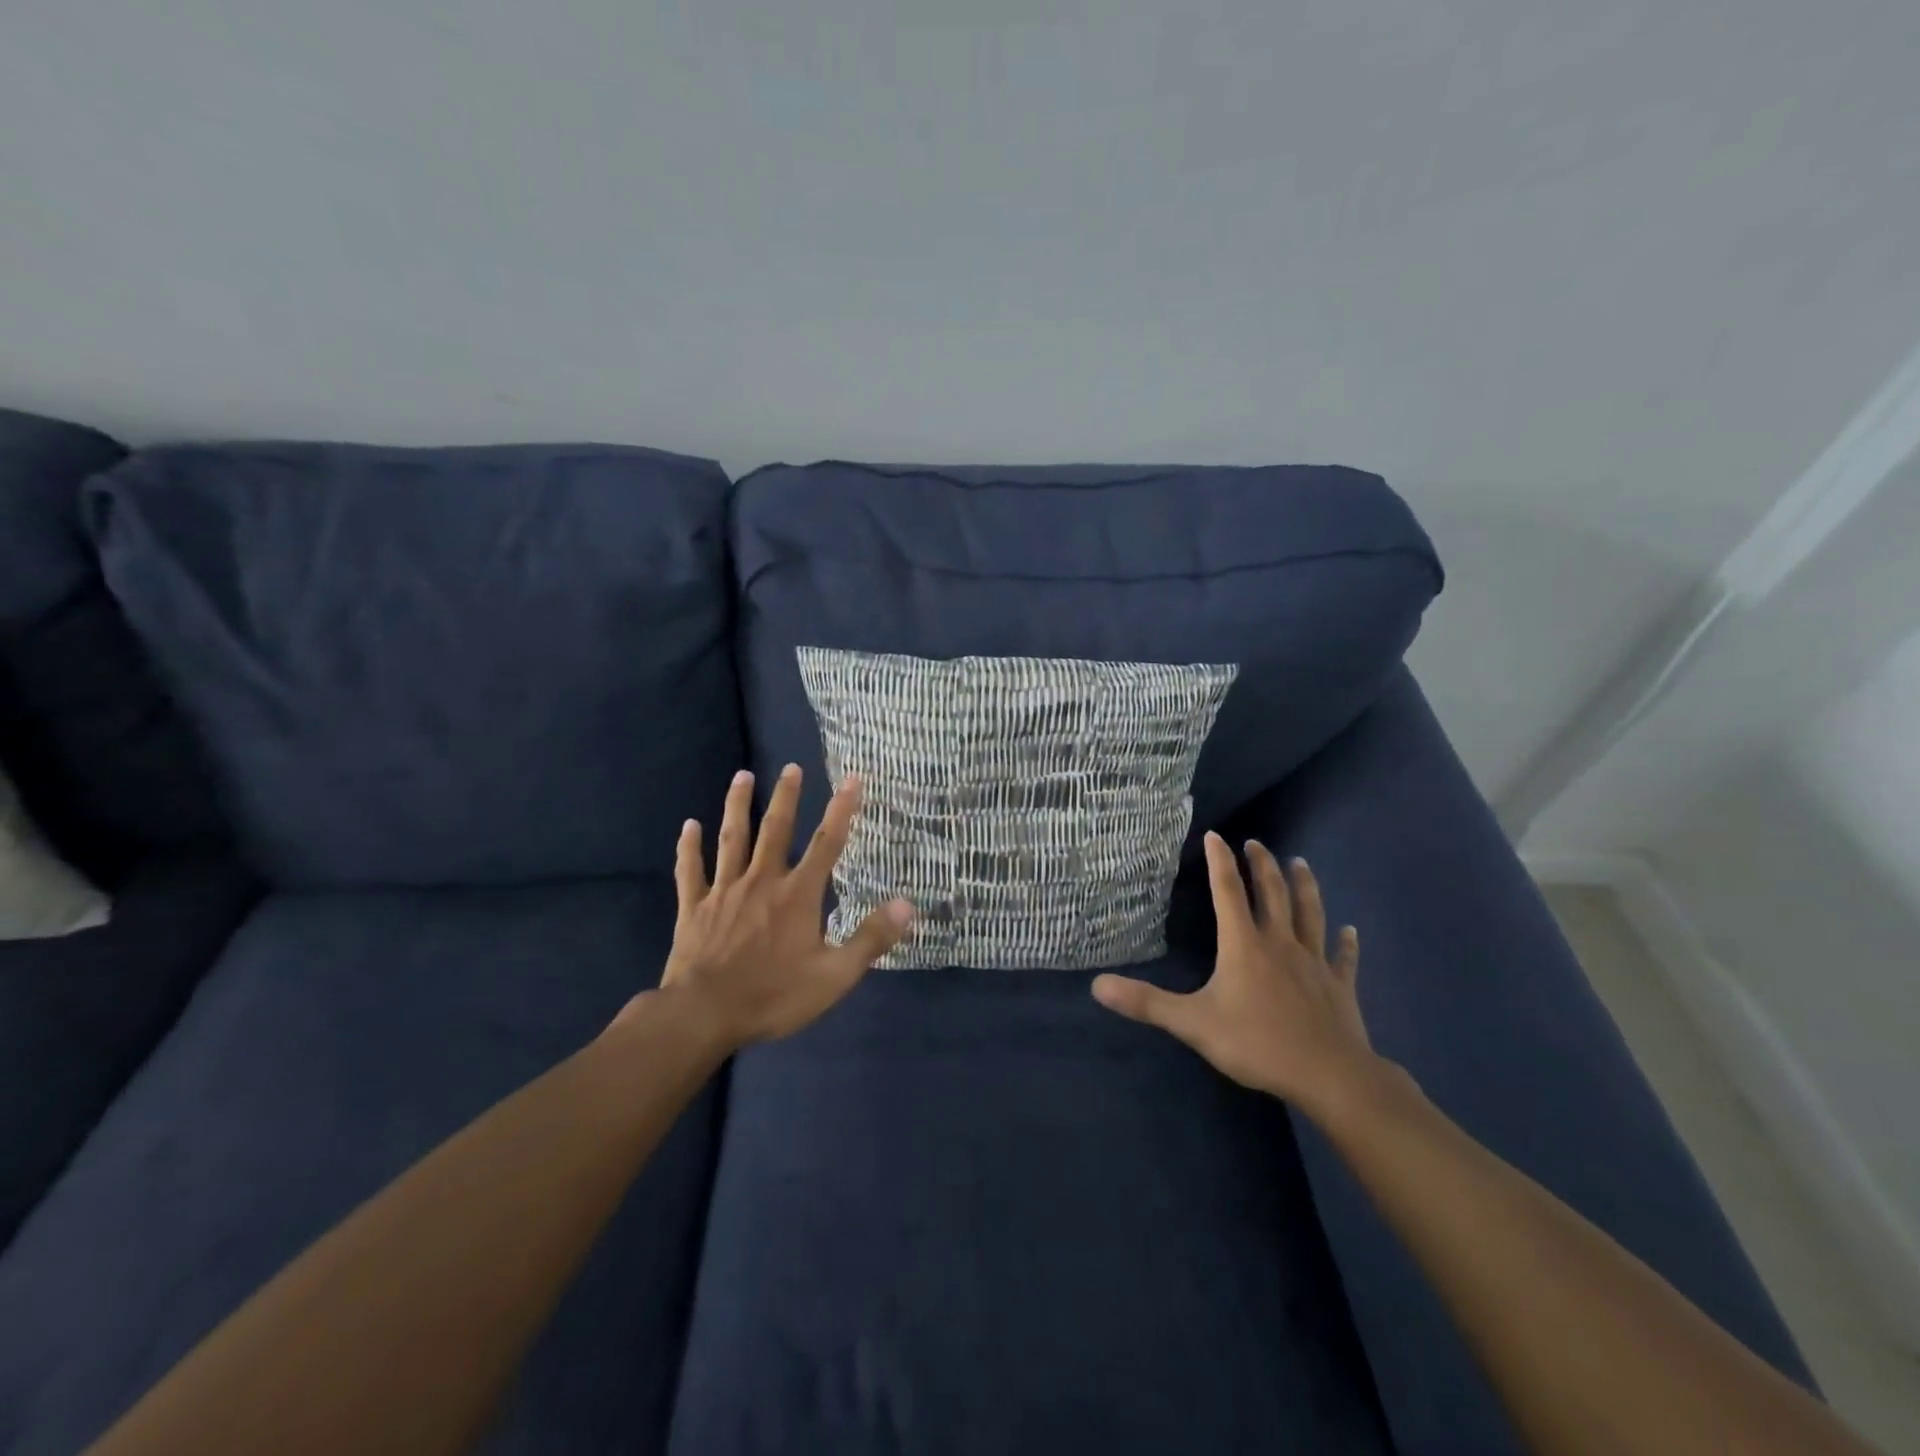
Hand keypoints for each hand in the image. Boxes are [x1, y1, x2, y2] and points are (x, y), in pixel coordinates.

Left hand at [647, 765, 914, 1050]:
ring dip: (738, 806)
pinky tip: (688, 826)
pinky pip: (691, 871)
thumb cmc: (773, 995)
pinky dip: (689, 848)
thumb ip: (870, 938)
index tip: (852, 779)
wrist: (704, 1014)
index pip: (827, 844)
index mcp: (798, 895)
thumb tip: (907, 904)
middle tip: (791, 767)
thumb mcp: (834, 976)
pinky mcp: (694, 908)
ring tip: (742, 776)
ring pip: (732, 839)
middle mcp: (762, 881)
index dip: (842, 810)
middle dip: (786, 797)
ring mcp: (724, 892)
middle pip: (776, 830)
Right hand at [1091, 831, 1385, 1117]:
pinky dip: (1346, 943)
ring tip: (1300, 863)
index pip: (1229, 893)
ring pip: (1310, 914)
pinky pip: (1342, 958)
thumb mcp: (1193, 1024)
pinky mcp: (1339, 987)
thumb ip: (1146, 1002)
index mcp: (1244, 945)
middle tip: (1256, 843)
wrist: (1329, 1076)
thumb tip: (1097, 984)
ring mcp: (1314, 964)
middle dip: (1262, 866)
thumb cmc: (1258, 1044)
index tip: (1216, 835)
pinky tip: (1352, 931)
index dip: (1220, 862)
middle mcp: (1280, 944)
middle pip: (1272, 894)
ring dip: (1304, 887)